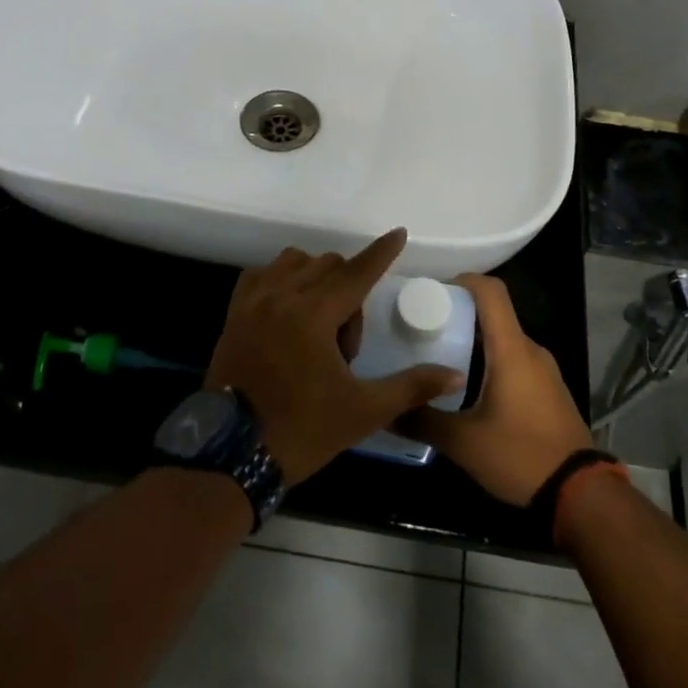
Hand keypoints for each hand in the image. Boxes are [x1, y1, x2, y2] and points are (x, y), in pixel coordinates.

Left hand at [204, 229, 465, 485]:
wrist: (232, 454)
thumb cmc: (302, 430)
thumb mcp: (363, 411)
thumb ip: (411, 387)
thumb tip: (455, 376)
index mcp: (314, 315)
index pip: (357, 271)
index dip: (381, 252)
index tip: (398, 234)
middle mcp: (282, 296)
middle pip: (329, 265)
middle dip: (350, 292)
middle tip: (346, 345)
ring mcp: (253, 302)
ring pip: (295, 262)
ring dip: (317, 279)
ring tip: (319, 324)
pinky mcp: (234, 313)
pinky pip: (262, 275)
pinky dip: (281, 280)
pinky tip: (289, 309)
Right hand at [405, 274, 593, 505]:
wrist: (581, 494)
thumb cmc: (521, 456)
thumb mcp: (463, 443)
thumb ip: (422, 421)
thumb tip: (386, 410)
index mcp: (512, 350)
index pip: (490, 291)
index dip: (462, 280)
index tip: (431, 291)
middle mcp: (530, 350)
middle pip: (494, 314)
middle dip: (458, 315)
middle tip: (422, 330)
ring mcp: (544, 370)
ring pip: (504, 340)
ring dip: (473, 342)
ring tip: (437, 359)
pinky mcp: (548, 390)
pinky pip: (515, 361)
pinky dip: (490, 362)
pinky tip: (467, 388)